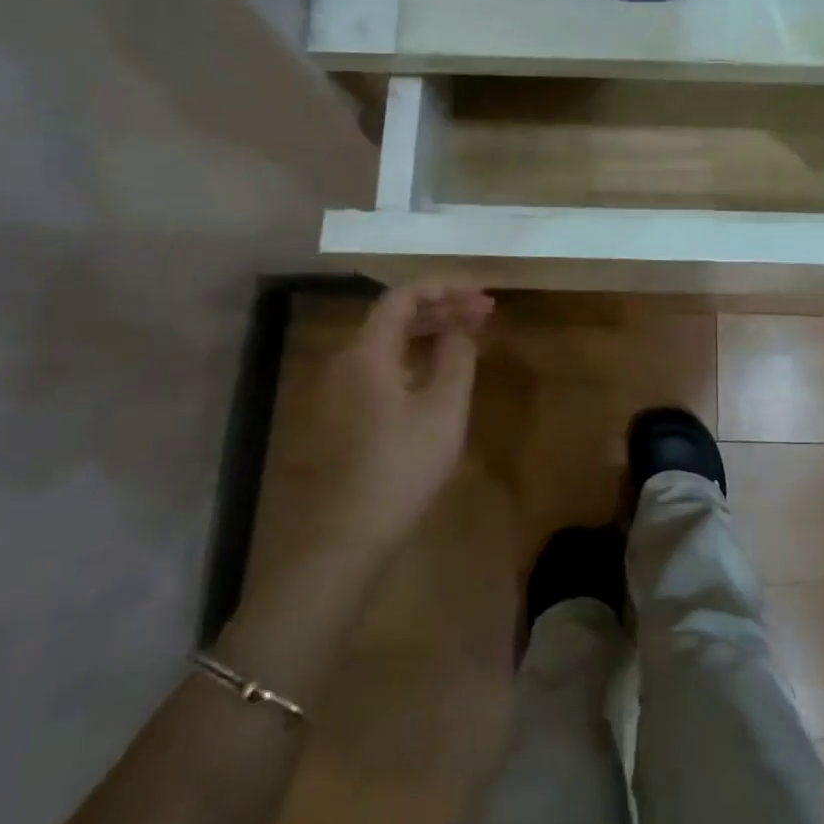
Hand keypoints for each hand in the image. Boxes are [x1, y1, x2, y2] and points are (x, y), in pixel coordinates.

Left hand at [279, 281, 493, 556]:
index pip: (404, 296)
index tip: (481, 292)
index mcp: (367, 351)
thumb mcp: (443, 408)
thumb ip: (457, 356)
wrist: (344, 537)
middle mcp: (346, 360)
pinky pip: (381, 367)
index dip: (445, 286)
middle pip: (395, 316)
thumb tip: (463, 324)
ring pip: (388, 343)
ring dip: (429, 332)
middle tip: (484, 312)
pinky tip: (438, 373)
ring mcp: (339, 389)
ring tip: (469, 336)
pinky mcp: (342, 414)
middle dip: (442, 307)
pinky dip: (413, 358)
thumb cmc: (401, 467)